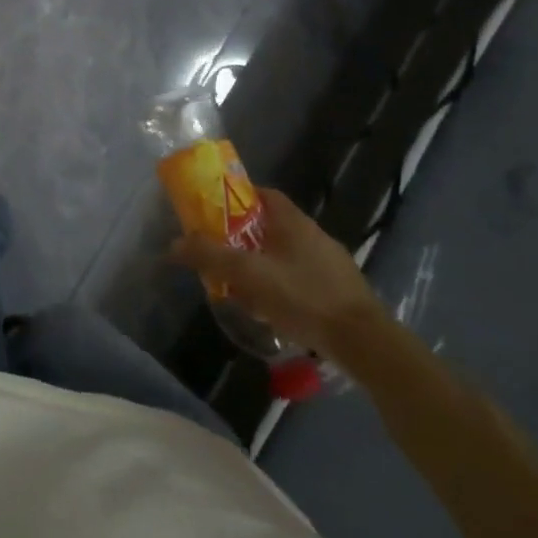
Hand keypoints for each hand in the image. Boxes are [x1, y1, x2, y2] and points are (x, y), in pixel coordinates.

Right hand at [173, 187, 387, 363]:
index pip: (263, 194)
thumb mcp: (249, 274)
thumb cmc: (304, 297)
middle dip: (243, 238)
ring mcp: (330, 264)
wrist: (364, 343)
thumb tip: (174, 244)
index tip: (215, 211)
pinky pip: (300, 279)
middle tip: (220, 254)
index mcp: (294, 222)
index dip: (238, 198)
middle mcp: (314, 235)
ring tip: (240, 288)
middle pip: (270, 226)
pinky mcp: (339, 291)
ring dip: (261, 266)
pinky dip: (281, 287)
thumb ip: (210, 256)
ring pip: (285, 256)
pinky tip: (271, 311)